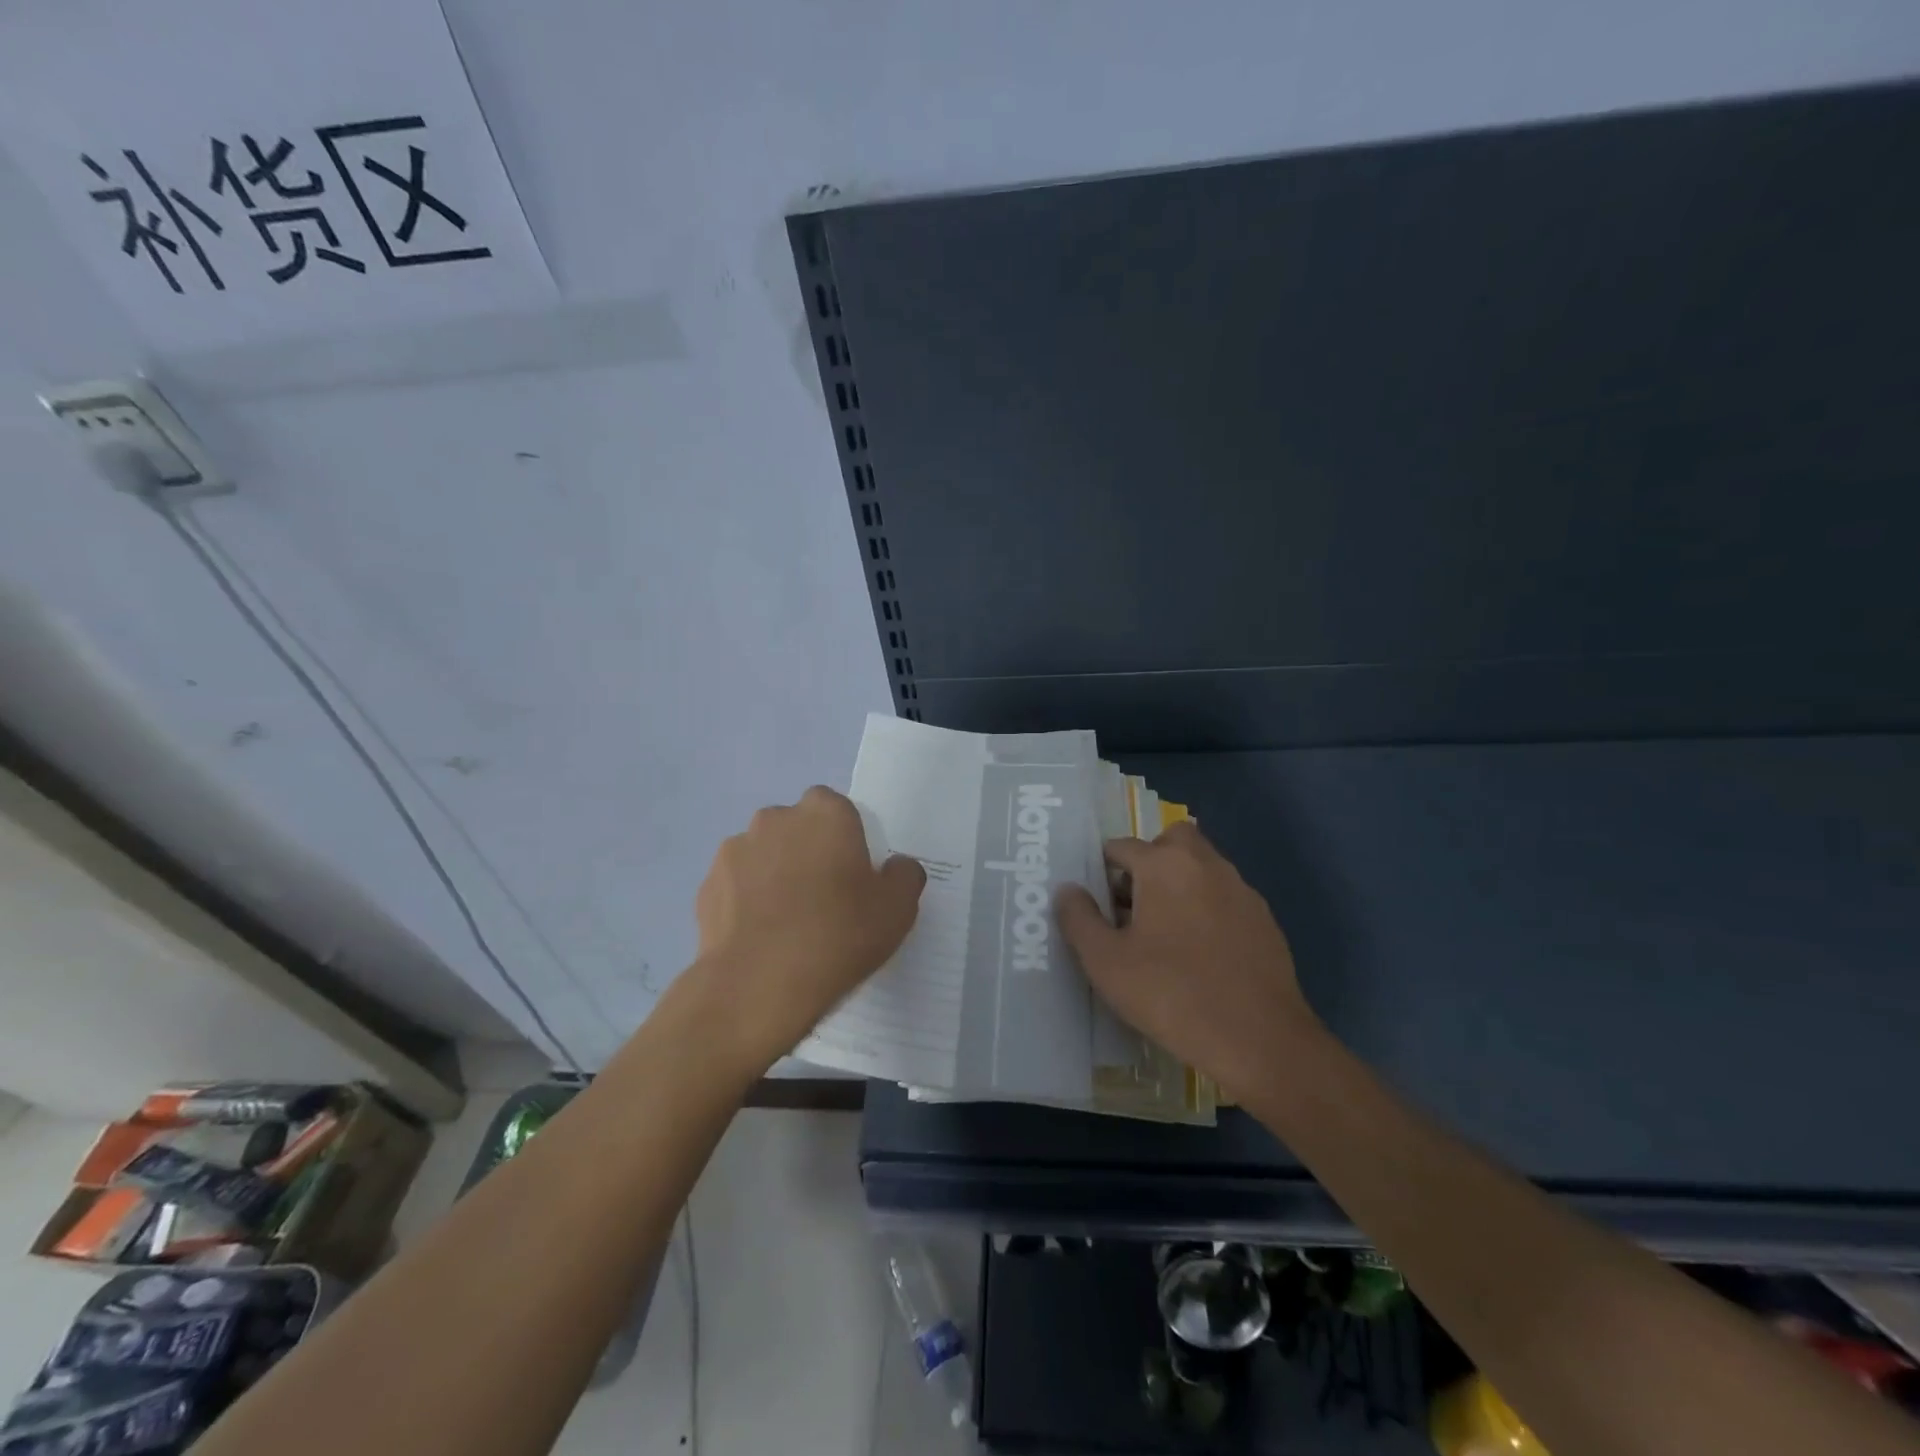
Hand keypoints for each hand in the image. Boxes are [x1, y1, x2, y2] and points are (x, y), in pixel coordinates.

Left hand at [689, 786, 925, 1072]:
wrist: (756, 986)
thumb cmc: (837, 936)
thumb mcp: (897, 910)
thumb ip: (905, 875)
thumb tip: (896, 866)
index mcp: (824, 813)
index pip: (838, 810)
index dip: (846, 840)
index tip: (853, 876)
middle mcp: (775, 818)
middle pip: (799, 828)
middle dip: (808, 852)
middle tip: (824, 899)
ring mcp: (735, 850)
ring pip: (764, 854)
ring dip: (775, 874)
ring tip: (787, 924)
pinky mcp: (707, 885)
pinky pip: (737, 885)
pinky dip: (747, 902)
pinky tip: (760, 937)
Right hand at [1055, 821, 1320, 1101]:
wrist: (1259, 1040)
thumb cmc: (1171, 994)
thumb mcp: (1105, 962)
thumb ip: (1079, 918)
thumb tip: (1068, 889)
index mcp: (1164, 866)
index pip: (1122, 846)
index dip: (1103, 870)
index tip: (1097, 903)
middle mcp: (1206, 865)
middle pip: (1172, 841)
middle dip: (1151, 861)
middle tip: (1134, 904)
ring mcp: (1242, 891)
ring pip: (1204, 868)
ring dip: (1181, 884)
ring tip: (1164, 934)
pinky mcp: (1265, 921)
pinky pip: (1226, 898)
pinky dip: (1208, 909)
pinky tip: (1201, 955)